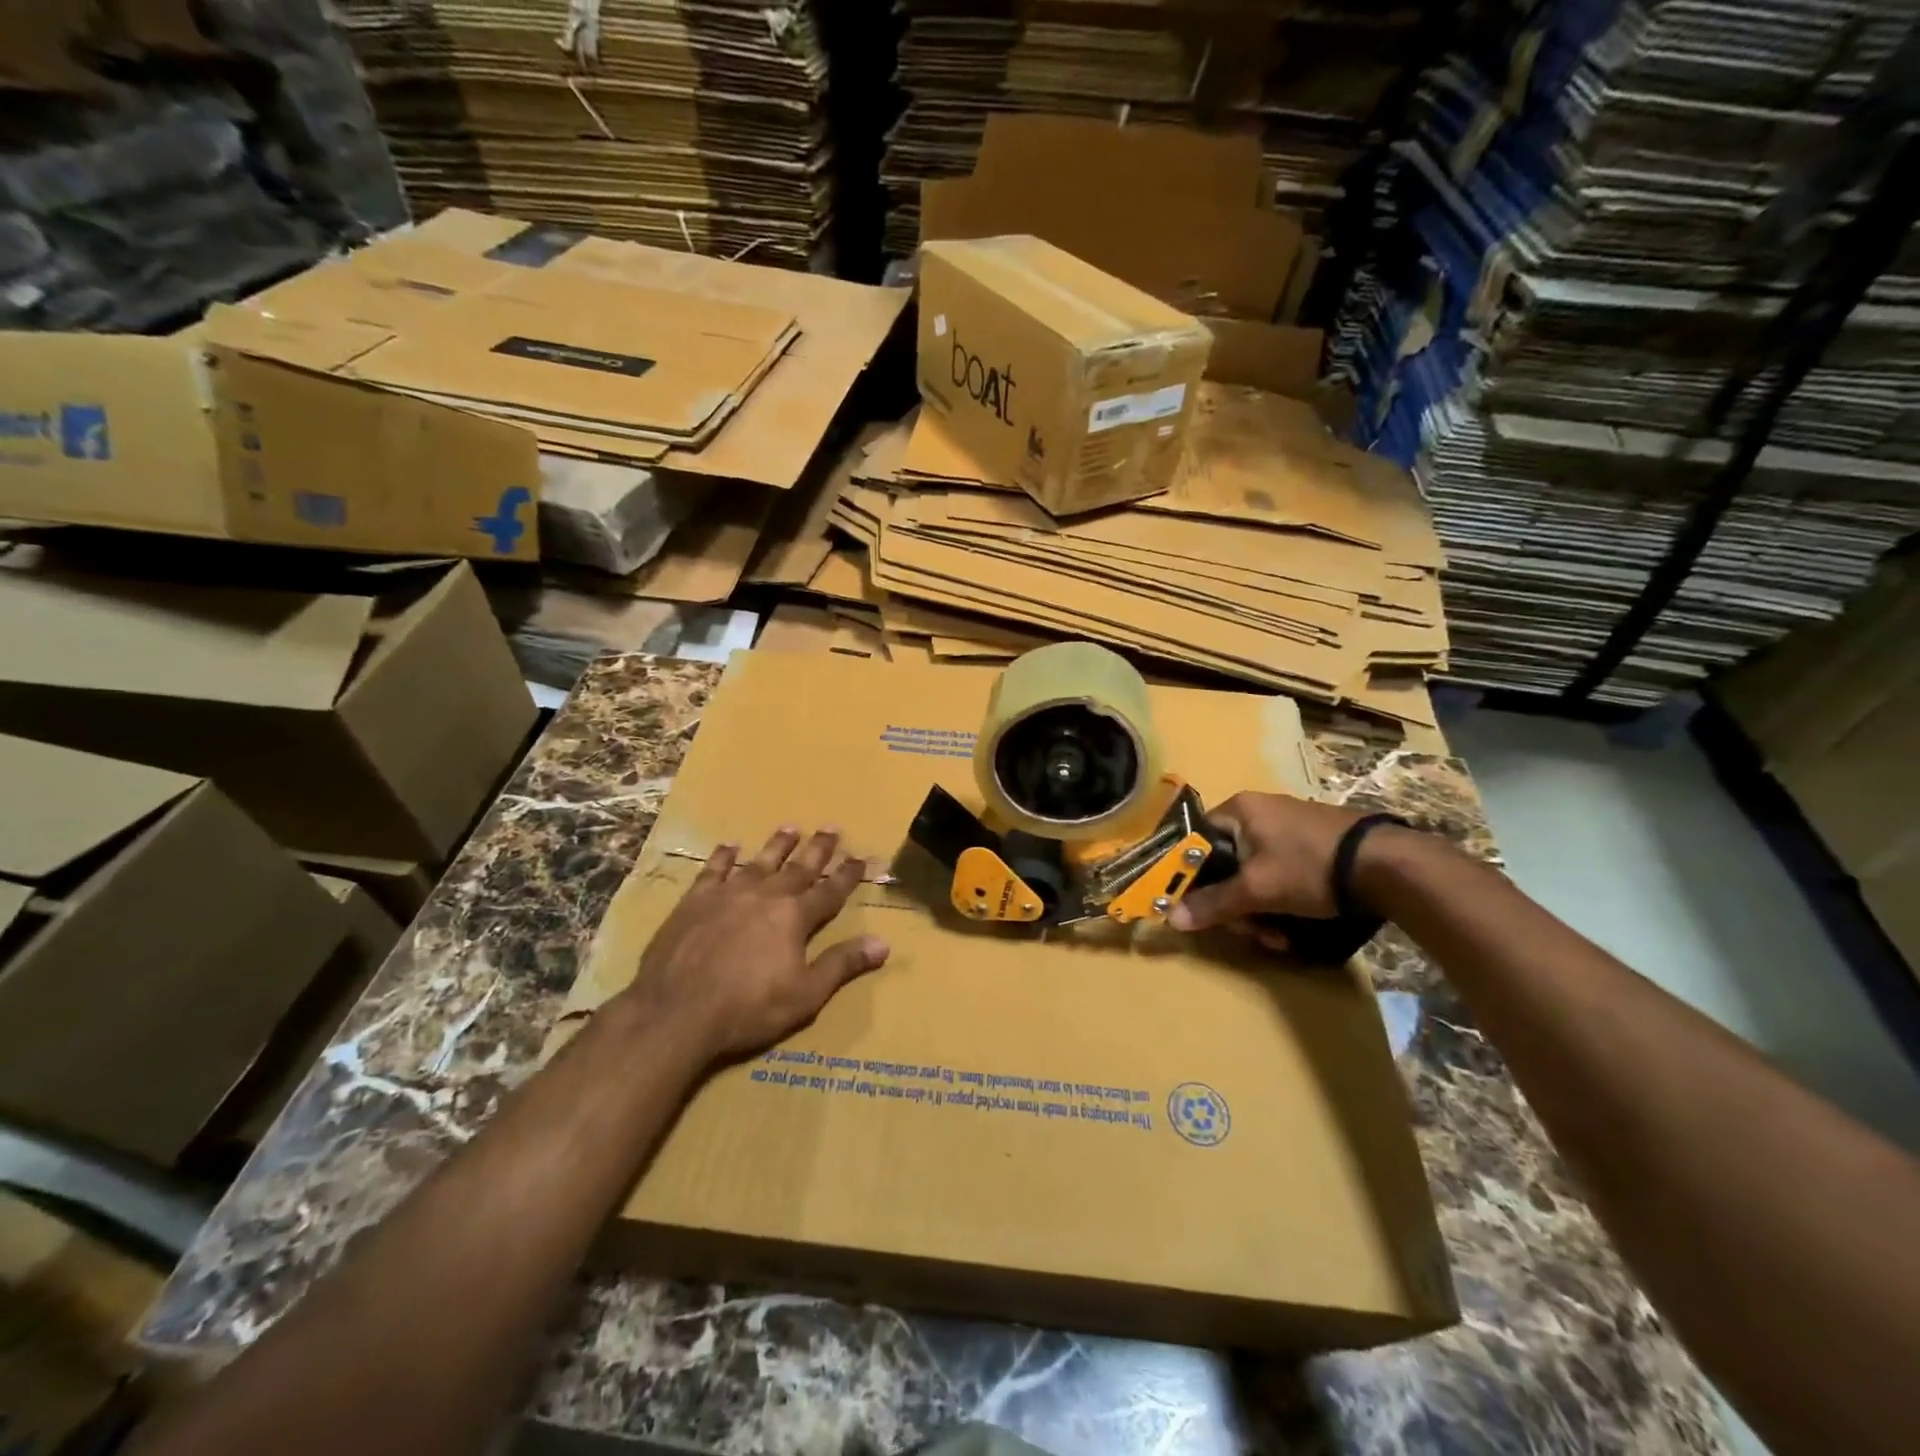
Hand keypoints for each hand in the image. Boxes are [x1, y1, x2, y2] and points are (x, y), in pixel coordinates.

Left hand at [623, 827, 888, 1061]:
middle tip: (832, 827)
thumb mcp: (805, 995)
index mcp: (795, 917)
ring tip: (791, 828)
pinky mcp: (696, 900)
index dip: (847, 875)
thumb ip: (842, 965)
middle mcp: (766, 895)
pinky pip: (714, 869)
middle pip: (799, 868)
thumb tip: (883, 944)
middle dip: (818, 849)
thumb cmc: (747, 1007)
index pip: (830, 892)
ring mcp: (729, 893)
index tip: (861, 857)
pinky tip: (730, 845)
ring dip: (778, 845)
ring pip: (760, 861)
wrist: (676, 1011)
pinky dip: (724, 856)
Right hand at [1168, 792, 1372, 936]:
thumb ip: (1213, 904)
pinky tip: (1294, 925)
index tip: (1204, 909)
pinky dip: (1280, 899)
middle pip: (1226, 863)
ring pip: (1253, 873)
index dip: (1194, 877)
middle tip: (1253, 932)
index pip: (1196, 841)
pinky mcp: (1312, 842)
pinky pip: (1278, 872)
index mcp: (1238, 809)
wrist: (1386, 865)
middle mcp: (1259, 810)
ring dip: (1259, 910)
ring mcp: (1288, 825)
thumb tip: (1171, 918)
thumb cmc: (1309, 867)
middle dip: (1236, 905)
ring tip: (1280, 937)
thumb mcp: (1257, 890)